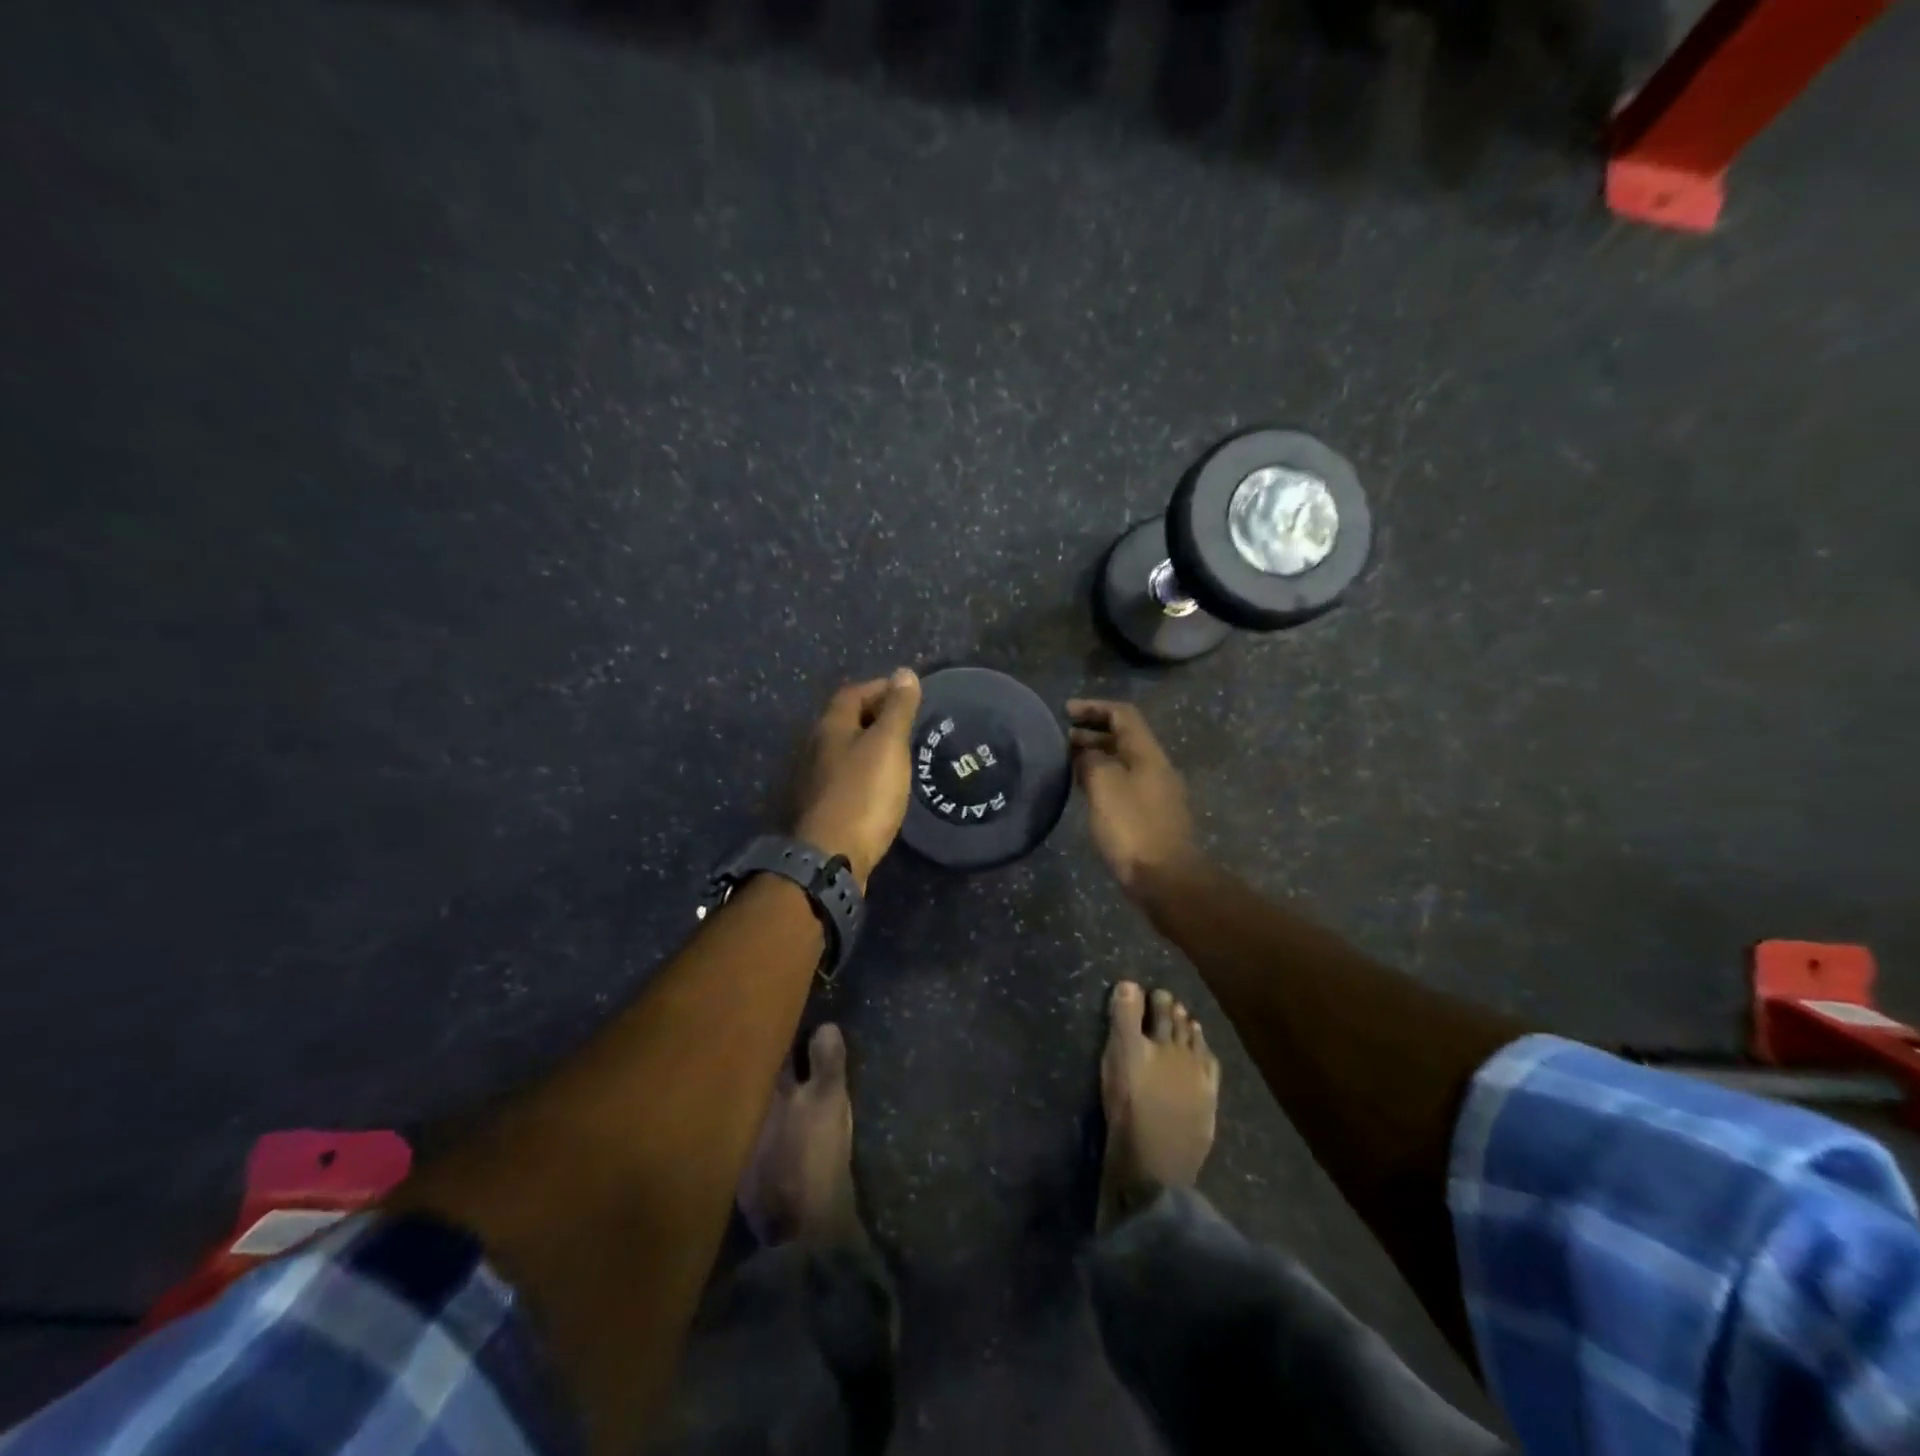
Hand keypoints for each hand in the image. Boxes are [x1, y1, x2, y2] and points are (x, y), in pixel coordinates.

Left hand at [793, 670, 922, 888]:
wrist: (830, 857)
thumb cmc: (863, 794)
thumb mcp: (888, 745)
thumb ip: (898, 709)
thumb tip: (904, 673)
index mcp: (830, 727)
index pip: (853, 693)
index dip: (881, 688)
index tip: (909, 694)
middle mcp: (815, 747)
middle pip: (845, 720)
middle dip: (875, 715)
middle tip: (908, 722)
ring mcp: (813, 779)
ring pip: (843, 749)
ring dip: (868, 745)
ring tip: (899, 752)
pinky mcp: (818, 807)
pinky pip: (843, 776)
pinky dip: (863, 771)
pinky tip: (881, 785)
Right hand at [1068, 700, 1202, 896]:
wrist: (1166, 879)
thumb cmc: (1132, 828)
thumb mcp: (1104, 786)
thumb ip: (1091, 760)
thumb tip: (1084, 752)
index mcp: (1148, 754)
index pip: (1123, 715)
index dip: (1094, 707)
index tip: (1065, 711)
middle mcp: (1156, 768)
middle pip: (1125, 737)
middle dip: (1093, 732)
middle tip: (1062, 739)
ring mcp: (1156, 793)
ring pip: (1124, 762)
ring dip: (1097, 756)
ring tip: (1068, 763)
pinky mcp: (1151, 816)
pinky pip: (1125, 784)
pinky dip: (1103, 778)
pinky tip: (1086, 792)